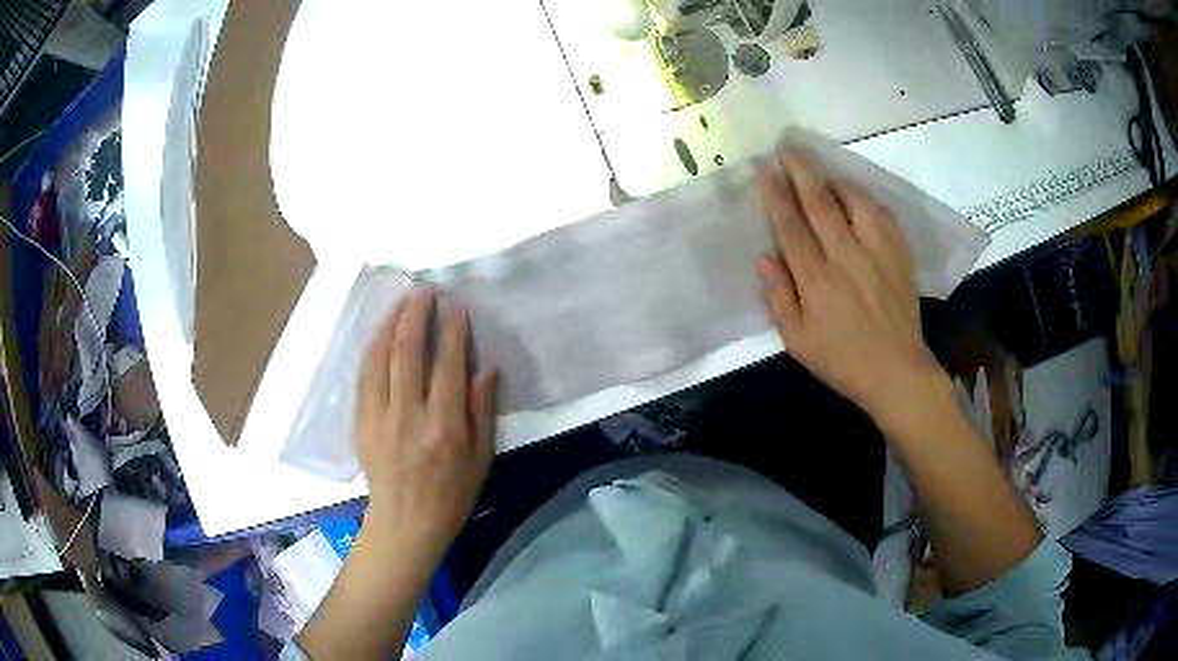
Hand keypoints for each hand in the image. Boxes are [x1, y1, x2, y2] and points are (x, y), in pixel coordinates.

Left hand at [355, 289, 497, 561]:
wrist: (405, 523)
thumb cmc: (451, 495)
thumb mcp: (482, 459)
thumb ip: (483, 411)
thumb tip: (486, 366)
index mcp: (444, 428)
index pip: (448, 366)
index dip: (452, 331)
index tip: (457, 306)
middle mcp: (408, 416)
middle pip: (408, 352)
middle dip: (416, 315)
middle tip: (425, 292)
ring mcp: (379, 417)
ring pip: (381, 357)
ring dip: (391, 324)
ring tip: (402, 302)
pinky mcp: (361, 421)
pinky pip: (364, 374)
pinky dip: (373, 347)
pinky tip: (381, 333)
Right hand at [755, 152, 947, 432]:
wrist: (896, 372)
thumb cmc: (842, 361)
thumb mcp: (798, 342)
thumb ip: (779, 298)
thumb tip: (764, 257)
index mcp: (817, 281)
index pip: (790, 226)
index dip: (774, 195)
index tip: (763, 169)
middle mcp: (846, 258)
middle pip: (821, 203)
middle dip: (801, 172)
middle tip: (788, 149)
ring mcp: (877, 254)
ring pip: (855, 202)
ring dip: (836, 180)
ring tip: (823, 170)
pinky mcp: (899, 256)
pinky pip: (883, 216)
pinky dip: (868, 200)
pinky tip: (858, 197)